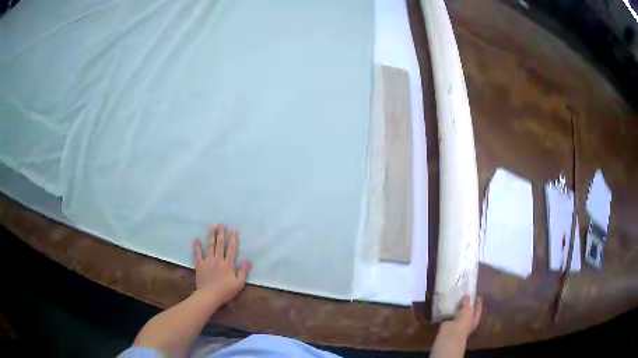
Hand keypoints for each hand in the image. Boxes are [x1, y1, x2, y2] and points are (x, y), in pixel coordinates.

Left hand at [193, 224, 250, 305]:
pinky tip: (196, 240)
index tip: (234, 230)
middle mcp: (218, 259)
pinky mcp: (200, 264)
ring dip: (211, 236)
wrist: (209, 295)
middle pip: (220, 244)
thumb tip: (248, 260)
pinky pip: (198, 254)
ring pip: (210, 246)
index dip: (233, 239)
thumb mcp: (239, 284)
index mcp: (228, 264)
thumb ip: (243, 272)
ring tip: (212, 227)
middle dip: (221, 233)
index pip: (231, 249)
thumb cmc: (225, 291)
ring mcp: (208, 261)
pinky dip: (197, 247)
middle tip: (221, 224)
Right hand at [439, 295, 481, 338]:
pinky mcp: (448, 323)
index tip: (477, 295)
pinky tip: (446, 303)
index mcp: (474, 319)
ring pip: (458, 312)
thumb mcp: (468, 311)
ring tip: (455, 296)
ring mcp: (457, 322)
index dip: (478, 303)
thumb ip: (467, 303)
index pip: (478, 309)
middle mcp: (467, 321)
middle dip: (466, 304)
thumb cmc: (463, 323)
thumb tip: (467, 295)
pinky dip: (447, 310)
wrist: (450, 334)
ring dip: (456, 306)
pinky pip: (448, 314)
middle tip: (465, 294)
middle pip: (468, 311)